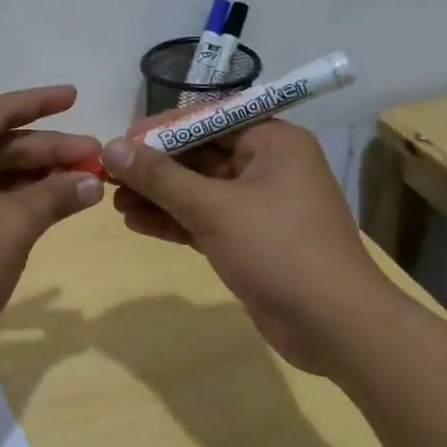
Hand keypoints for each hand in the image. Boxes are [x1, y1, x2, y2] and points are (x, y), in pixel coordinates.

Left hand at [0, 85, 103, 379]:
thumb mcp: (14, 225)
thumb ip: (55, 195)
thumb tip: (93, 181)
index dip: (41, 102)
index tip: (75, 95)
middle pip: (0, 143)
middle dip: (48, 149)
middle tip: (95, 155)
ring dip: (36, 176)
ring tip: (83, 181)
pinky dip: (17, 198)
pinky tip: (51, 204)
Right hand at [102, 120, 395, 372]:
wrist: (336, 327)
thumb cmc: (279, 249)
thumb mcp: (213, 208)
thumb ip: (160, 176)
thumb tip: (111, 146)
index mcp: (273, 141)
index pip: (207, 119)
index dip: (161, 129)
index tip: (120, 142)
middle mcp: (268, 165)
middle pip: (199, 154)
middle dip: (154, 168)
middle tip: (110, 177)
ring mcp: (259, 205)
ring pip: (198, 190)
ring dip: (158, 196)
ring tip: (114, 203)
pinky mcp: (251, 240)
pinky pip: (204, 219)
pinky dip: (174, 221)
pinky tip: (136, 224)